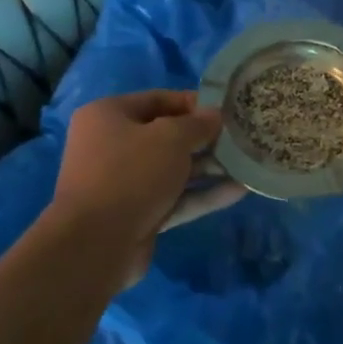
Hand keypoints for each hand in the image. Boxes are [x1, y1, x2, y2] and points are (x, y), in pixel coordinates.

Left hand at [51, 91, 238, 281]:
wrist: (96, 243)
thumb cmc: (131, 173)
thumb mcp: (170, 138)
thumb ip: (198, 124)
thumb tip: (215, 116)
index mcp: (108, 116)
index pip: (157, 100)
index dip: (194, 103)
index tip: (227, 110)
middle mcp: (112, 146)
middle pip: (166, 136)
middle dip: (205, 139)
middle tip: (241, 139)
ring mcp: (125, 183)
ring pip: (173, 170)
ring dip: (209, 168)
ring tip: (247, 164)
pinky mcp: (138, 214)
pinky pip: (175, 198)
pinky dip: (203, 194)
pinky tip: (239, 190)